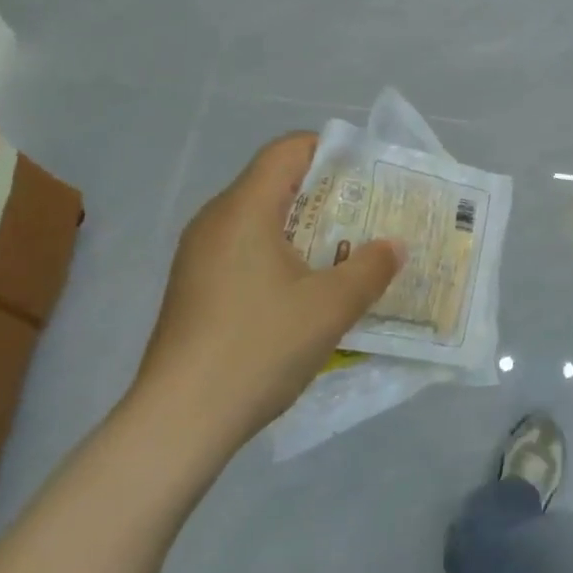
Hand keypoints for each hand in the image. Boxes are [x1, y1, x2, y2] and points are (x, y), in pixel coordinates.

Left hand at [130, 133, 401, 453]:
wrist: (179, 422)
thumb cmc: (258, 347)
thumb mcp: (331, 307)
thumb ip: (371, 268)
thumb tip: (394, 245)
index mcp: (244, 209)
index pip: (288, 150)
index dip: (331, 152)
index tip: (368, 177)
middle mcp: (215, 221)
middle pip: (275, 183)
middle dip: (326, 195)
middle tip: (368, 218)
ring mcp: (198, 256)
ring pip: (259, 220)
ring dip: (305, 230)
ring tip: (345, 255)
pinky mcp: (194, 288)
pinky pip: (244, 250)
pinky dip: (280, 255)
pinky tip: (304, 293)